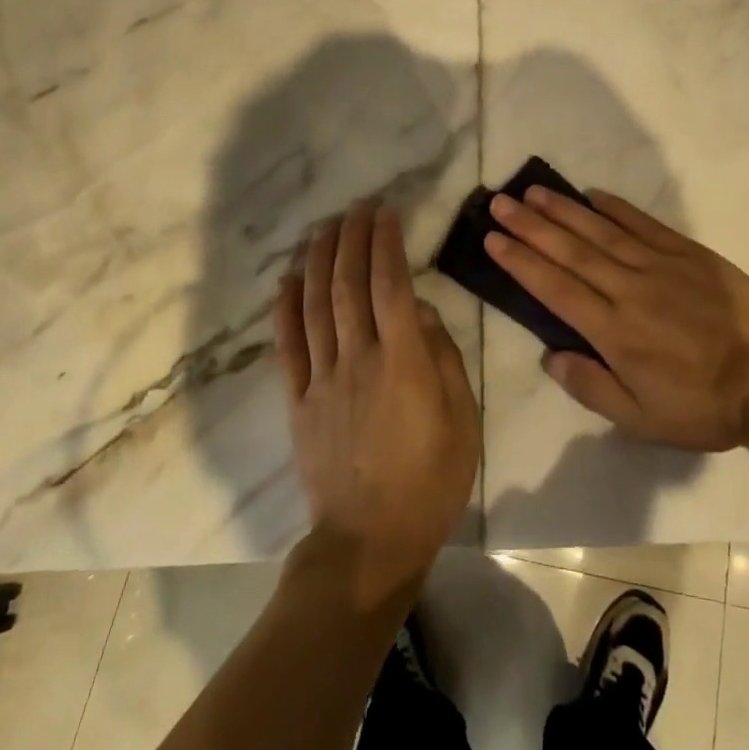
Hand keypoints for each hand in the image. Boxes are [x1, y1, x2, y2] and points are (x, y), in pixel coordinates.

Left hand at [276, 201, 479, 608]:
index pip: (391, 286)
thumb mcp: (462, 419)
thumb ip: (442, 357)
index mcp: (403, 363)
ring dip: (320, 261)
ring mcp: (323, 380)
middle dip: (352, 240)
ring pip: (316, 307)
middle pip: (350, 286)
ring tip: (324, 227)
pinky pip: (288, 347)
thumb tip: (419, 309)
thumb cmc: (431, 480)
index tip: (387, 213)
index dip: (386, 244)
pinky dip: (286, 309)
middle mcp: (358, 360)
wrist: (370, 542)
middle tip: (356, 207)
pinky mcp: (298, 401)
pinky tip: (288, 279)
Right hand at [486, 187, 748, 450]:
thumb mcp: (643, 420)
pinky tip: (593, 194)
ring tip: (534, 191)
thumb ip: (592, 388)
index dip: (521, 262)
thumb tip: (550, 356)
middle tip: (500, 202)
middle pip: (571, 251)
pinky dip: (617, 208)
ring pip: (602, 232)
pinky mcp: (689, 253)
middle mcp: (629, 290)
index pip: (556, 288)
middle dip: (531, 226)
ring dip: (564, 210)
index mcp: (614, 332)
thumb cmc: (704, 407)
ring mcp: (660, 266)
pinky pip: (645, 225)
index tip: (493, 239)